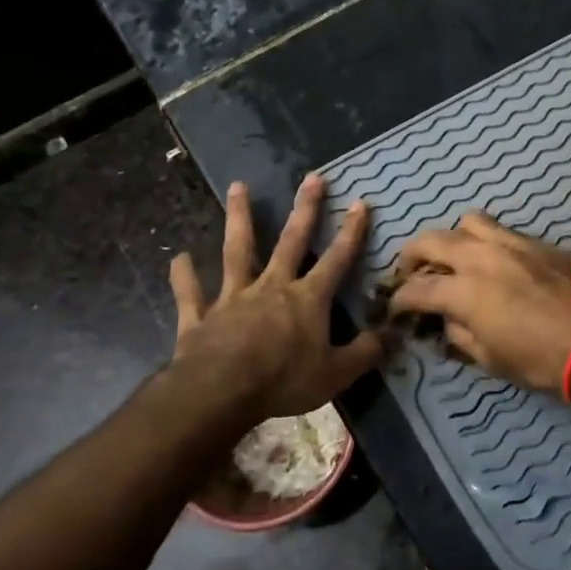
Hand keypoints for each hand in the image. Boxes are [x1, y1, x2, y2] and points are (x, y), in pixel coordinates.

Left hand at [163, 173, 382, 424]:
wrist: (219, 392)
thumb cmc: (283, 381)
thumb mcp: (336, 374)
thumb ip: (365, 352)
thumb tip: (391, 333)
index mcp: (307, 299)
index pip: (337, 259)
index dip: (352, 232)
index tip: (360, 201)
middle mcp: (272, 287)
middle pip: (291, 241)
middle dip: (305, 208)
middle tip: (313, 177)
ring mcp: (233, 297)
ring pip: (237, 251)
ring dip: (239, 218)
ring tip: (237, 187)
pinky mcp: (201, 316)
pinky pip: (191, 293)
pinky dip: (184, 275)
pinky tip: (179, 257)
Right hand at [389, 213, 570, 395]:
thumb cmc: (540, 360)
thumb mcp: (489, 358)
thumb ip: (458, 333)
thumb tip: (445, 321)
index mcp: (464, 290)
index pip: (416, 288)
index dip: (399, 300)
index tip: (396, 309)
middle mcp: (480, 256)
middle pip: (431, 241)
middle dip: (412, 257)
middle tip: (411, 274)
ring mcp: (510, 242)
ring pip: (467, 222)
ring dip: (452, 239)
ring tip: (454, 258)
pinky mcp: (535, 241)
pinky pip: (499, 229)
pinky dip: (484, 240)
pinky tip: (491, 260)